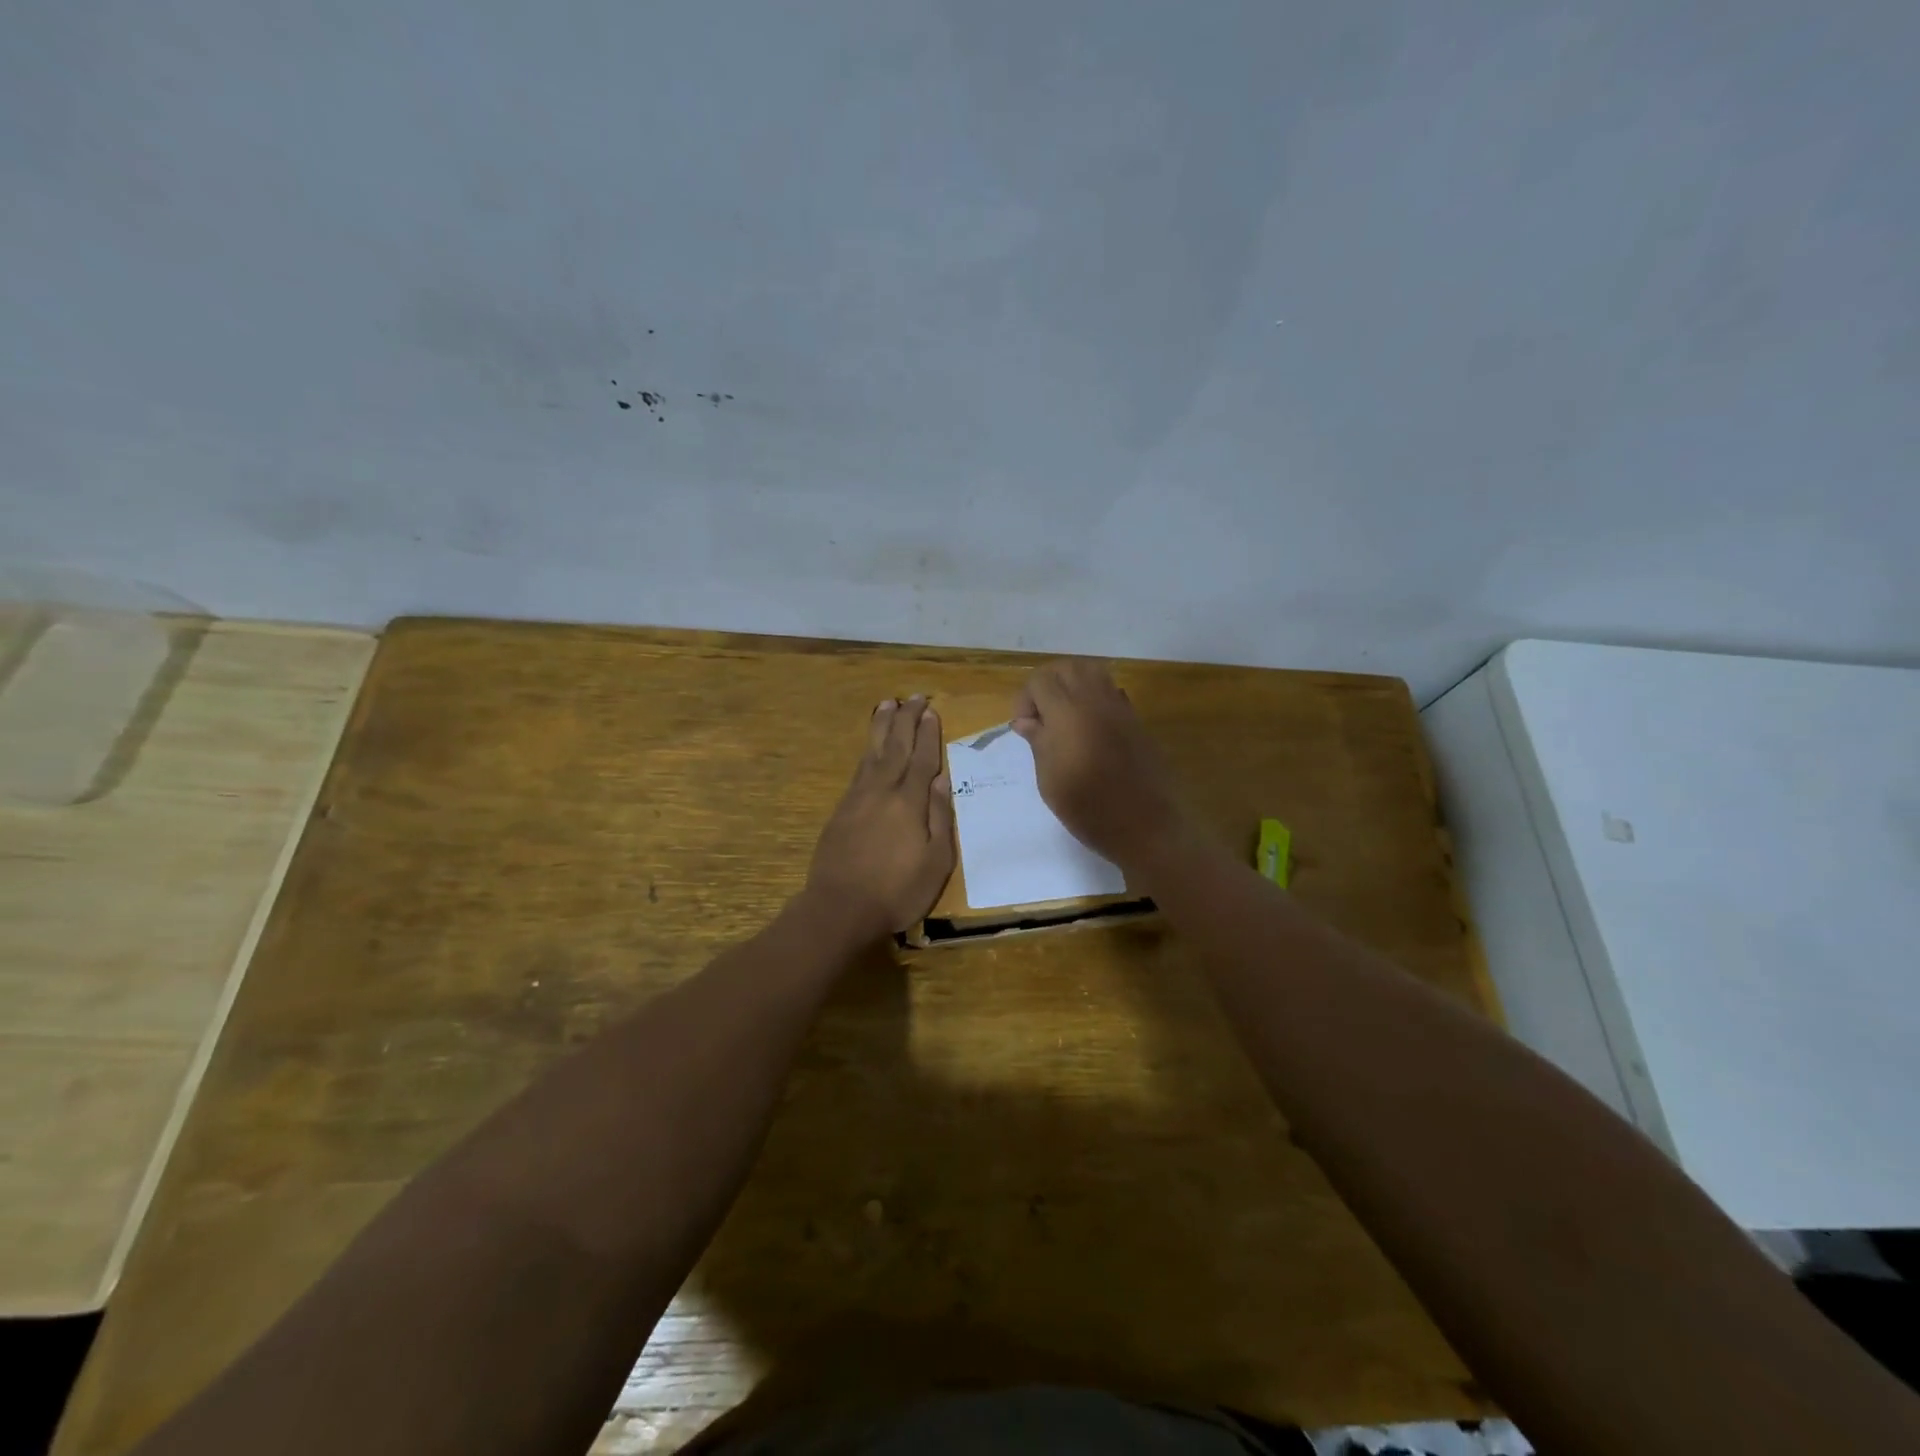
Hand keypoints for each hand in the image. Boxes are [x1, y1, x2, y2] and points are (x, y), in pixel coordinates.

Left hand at [806, 695, 956, 938]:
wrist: (839, 908)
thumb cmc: (897, 891)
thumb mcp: (936, 863)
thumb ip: (940, 819)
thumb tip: (942, 782)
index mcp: (909, 803)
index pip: (922, 759)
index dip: (928, 734)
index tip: (932, 711)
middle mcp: (882, 791)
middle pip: (896, 747)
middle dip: (906, 720)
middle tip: (914, 697)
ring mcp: (857, 799)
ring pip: (873, 753)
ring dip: (882, 727)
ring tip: (888, 705)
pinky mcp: (841, 810)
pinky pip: (858, 769)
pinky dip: (868, 751)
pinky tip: (871, 747)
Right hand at [1012, 660, 1186, 868]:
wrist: (1145, 826)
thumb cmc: (1088, 808)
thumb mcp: (1049, 779)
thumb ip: (1038, 742)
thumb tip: (1026, 721)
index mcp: (1067, 712)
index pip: (1040, 680)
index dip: (1026, 699)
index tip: (1024, 728)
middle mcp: (1095, 700)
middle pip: (1067, 667)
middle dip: (1047, 684)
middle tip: (1041, 716)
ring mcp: (1120, 707)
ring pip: (1092, 671)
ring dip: (1072, 685)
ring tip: (1063, 717)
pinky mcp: (1136, 720)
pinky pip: (1111, 691)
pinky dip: (1094, 697)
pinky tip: (1089, 728)